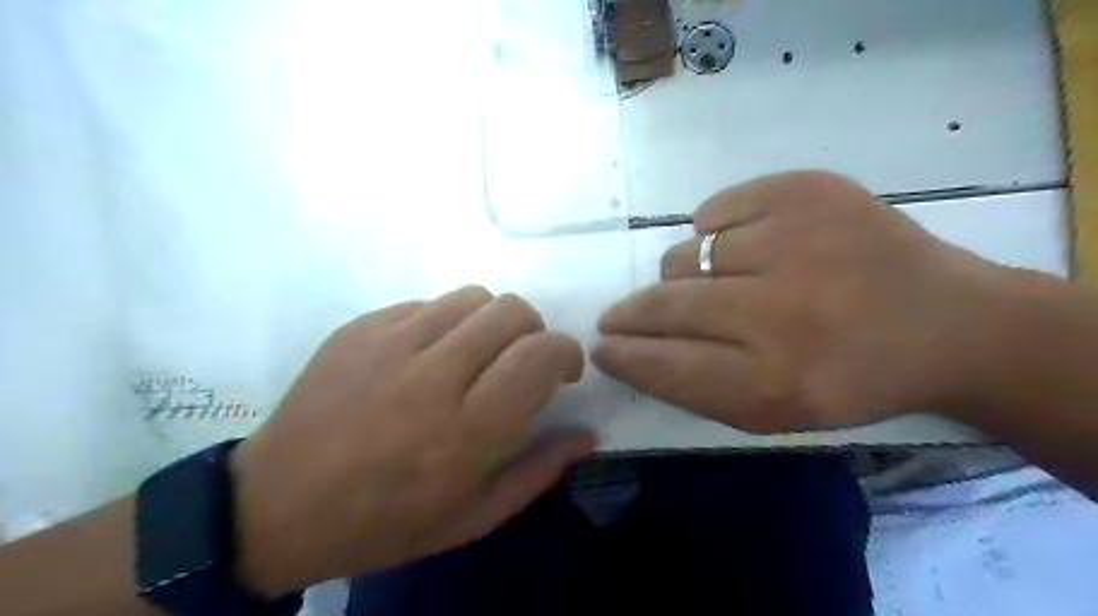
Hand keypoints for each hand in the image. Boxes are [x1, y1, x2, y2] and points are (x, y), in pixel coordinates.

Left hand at [230, 288, 595, 596]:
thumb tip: (586, 434)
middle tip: (522, 361)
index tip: (563, 371)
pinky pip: (427, 302)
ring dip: (492, 320)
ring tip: (478, 353)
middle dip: (534, 330)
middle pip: (511, 311)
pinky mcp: (360, 327)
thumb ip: (538, 471)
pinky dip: (446, 321)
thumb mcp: (473, 517)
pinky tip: (429, 354)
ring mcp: (390, 343)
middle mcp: (434, 376)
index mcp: (468, 431)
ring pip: (472, 296)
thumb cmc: (385, 522)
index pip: (540, 354)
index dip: (565, 352)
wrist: (277, 507)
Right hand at [592, 170, 1021, 431]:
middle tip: (618, 317)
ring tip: (717, 285)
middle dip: (630, 315)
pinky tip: (745, 247)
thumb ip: (695, 386)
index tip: (601, 347)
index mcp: (777, 381)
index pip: (664, 365)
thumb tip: (627, 347)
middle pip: (665, 305)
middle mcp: (783, 311)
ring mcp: (797, 240)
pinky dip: (714, 233)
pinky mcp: (809, 191)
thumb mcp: (774, 412)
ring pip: (684, 255)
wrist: (948, 323)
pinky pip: (714, 212)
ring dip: (683, 276)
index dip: (623, 356)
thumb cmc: (850, 378)